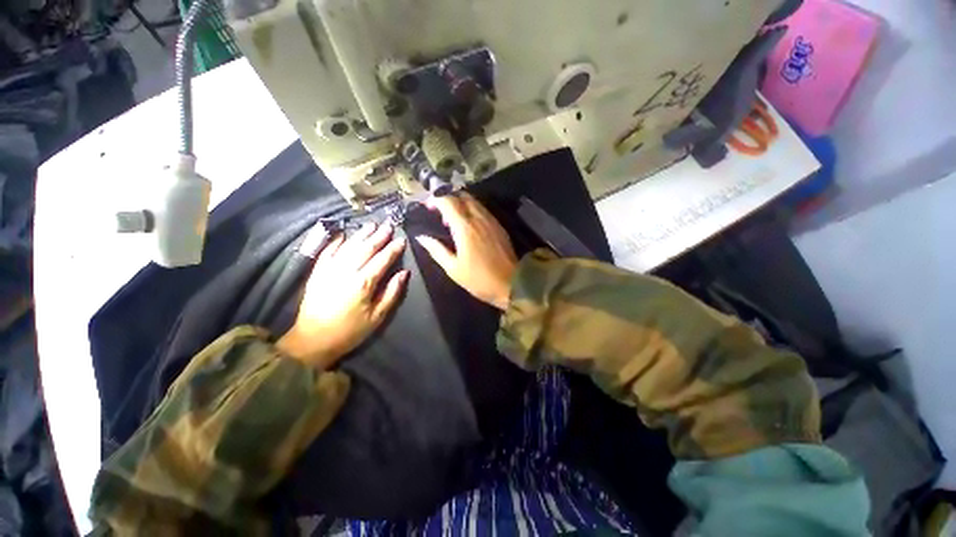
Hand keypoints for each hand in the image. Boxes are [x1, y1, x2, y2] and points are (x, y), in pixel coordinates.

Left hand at [276, 222, 408, 367]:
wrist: (313, 340)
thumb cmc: (350, 331)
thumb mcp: (377, 317)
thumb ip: (391, 293)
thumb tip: (403, 273)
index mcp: (363, 283)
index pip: (382, 260)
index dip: (393, 249)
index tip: (402, 239)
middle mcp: (346, 272)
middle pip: (365, 249)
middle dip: (378, 236)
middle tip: (388, 225)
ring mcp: (329, 270)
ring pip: (348, 247)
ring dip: (360, 234)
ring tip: (371, 225)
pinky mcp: (317, 273)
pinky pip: (327, 252)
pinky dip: (335, 242)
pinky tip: (343, 234)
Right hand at [416, 193, 517, 310]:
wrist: (511, 284)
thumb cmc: (479, 279)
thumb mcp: (453, 268)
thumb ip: (436, 250)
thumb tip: (422, 237)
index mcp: (465, 227)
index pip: (447, 201)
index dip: (434, 199)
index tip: (426, 207)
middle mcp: (479, 218)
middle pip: (462, 196)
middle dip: (447, 198)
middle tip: (439, 212)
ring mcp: (491, 220)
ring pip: (474, 201)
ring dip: (460, 203)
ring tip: (452, 219)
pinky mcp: (499, 226)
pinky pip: (483, 210)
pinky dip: (472, 210)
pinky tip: (468, 225)